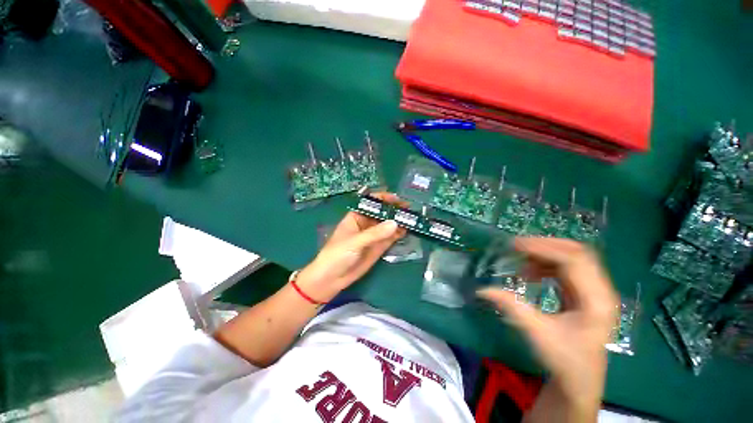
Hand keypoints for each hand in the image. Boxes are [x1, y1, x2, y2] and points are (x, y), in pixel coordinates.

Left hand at [296, 193, 406, 302]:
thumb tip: (395, 223)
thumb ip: (375, 233)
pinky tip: (408, 229)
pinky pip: (390, 238)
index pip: (371, 203)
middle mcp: (366, 224)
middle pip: (382, 213)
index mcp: (356, 217)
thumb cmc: (337, 254)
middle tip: (409, 208)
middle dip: (394, 210)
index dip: (383, 199)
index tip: (396, 198)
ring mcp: (373, 236)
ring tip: (413, 217)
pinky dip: (399, 233)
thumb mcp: (355, 242)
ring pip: (388, 225)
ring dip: (399, 221)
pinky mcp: (378, 247)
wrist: (331, 279)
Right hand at [478, 238, 618, 416]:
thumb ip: (510, 307)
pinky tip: (530, 274)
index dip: (544, 248)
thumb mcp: (537, 333)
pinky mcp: (583, 293)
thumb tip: (481, 290)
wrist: (579, 380)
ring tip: (521, 262)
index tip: (514, 246)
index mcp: (596, 301)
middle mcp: (599, 291)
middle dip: (545, 245)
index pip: (574, 260)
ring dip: (545, 255)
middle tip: (516, 247)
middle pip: (577, 253)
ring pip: (571, 258)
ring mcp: (593, 291)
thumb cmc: (563, 359)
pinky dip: (546, 265)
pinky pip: (566, 269)